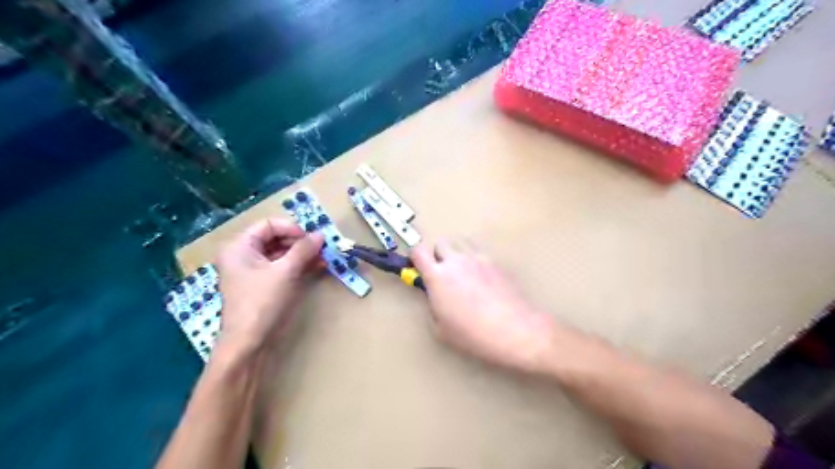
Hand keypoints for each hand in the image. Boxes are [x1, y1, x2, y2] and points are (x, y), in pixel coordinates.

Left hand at [214, 218, 322, 353]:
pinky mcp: (263, 285)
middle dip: (300, 242)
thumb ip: (303, 250)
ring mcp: (253, 272)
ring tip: (324, 257)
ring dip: (303, 254)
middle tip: (321, 248)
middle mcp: (244, 256)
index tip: (311, 239)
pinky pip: (282, 268)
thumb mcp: (285, 272)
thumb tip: (321, 234)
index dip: (291, 228)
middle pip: (275, 238)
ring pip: (281, 254)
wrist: (249, 343)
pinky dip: (299, 266)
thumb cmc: (262, 302)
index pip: (268, 225)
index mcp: (240, 247)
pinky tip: (318, 266)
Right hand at [410, 240, 551, 374]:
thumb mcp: (441, 329)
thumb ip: (433, 307)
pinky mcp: (496, 262)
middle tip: (443, 274)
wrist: (515, 330)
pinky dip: (475, 260)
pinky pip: (479, 253)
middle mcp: (456, 261)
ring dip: (457, 254)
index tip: (418, 268)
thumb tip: (435, 298)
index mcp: (438, 276)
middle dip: (438, 255)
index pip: (418, 252)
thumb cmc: (473, 334)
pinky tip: (482, 279)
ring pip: (461, 243)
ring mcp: (478, 258)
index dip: (415, 258)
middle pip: (441, 243)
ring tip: (463, 274)